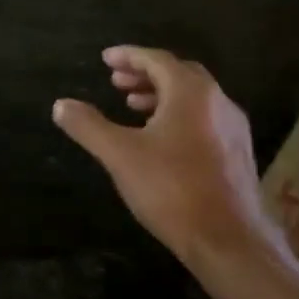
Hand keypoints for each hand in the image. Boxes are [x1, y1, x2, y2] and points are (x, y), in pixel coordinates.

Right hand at [53, 46, 276, 267]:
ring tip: (133, 107)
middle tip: (116, 82)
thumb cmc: (171, 189)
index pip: (157, 60)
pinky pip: (204, 119)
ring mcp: (233, 129)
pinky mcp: (238, 155)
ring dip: (161, 96)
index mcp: (191, 93)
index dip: (129, 56)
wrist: (230, 241)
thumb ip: (88, 126)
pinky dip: (178, 115)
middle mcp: (218, 102)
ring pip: (194, 98)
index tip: (105, 59)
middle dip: (145, 74)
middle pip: (179, 74)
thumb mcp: (119, 155)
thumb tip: (60, 105)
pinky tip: (161, 140)